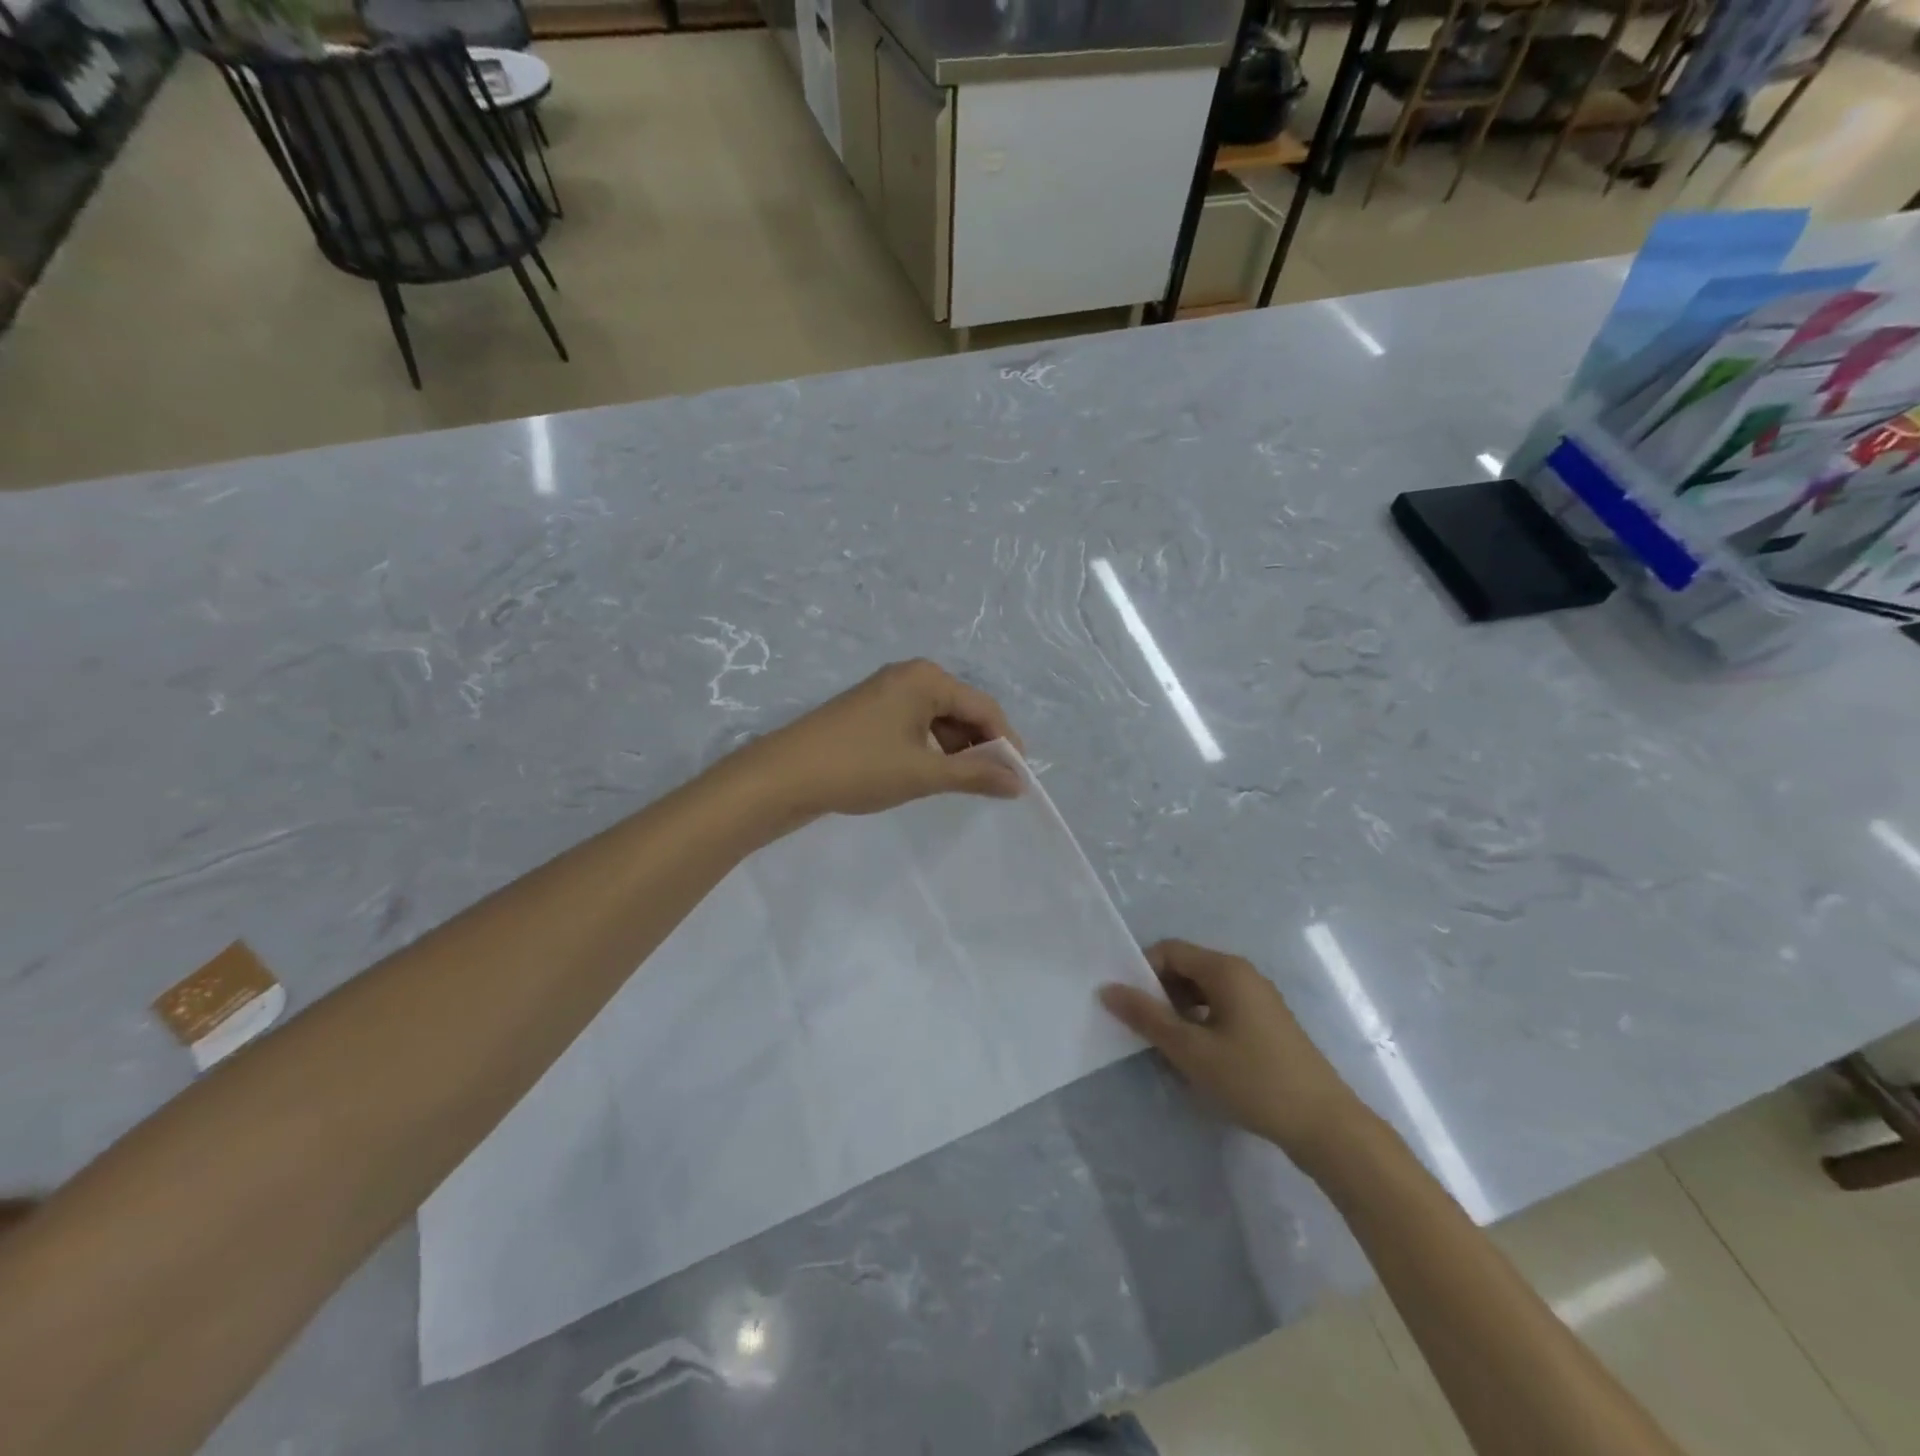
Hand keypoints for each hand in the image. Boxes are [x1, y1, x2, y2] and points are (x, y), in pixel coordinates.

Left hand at [726, 660, 1022, 825]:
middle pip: (962, 710)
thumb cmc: (860, 767)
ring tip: (962, 786)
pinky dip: (930, 750)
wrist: (784, 776)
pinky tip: (931, 775)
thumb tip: (1019, 782)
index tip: (1018, 779)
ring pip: (939, 720)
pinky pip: (915, 726)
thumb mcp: (924, 773)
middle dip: (980, 747)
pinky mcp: (870, 712)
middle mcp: (909, 676)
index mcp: (926, 678)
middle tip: (991, 786)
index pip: (985, 707)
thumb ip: (975, 775)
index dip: (1006, 743)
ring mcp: (886, 693)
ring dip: (955, 751)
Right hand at [1100, 940, 1367, 1168]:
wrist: (1326, 1126)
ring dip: (1178, 1012)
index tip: (1127, 1006)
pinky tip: (1196, 1058)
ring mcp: (1258, 999)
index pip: (1169, 950)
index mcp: (1226, 969)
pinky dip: (1200, 1024)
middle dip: (1159, 993)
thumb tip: (1107, 989)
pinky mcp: (1266, 1025)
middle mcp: (1243, 974)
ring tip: (1166, 1047)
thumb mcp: (1191, 1050)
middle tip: (1142, 1029)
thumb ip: (1146, 1016)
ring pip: (1202, 991)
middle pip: (1186, 968)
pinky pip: (1221, 1009)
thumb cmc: (1253, 1080)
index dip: (1142, 972)